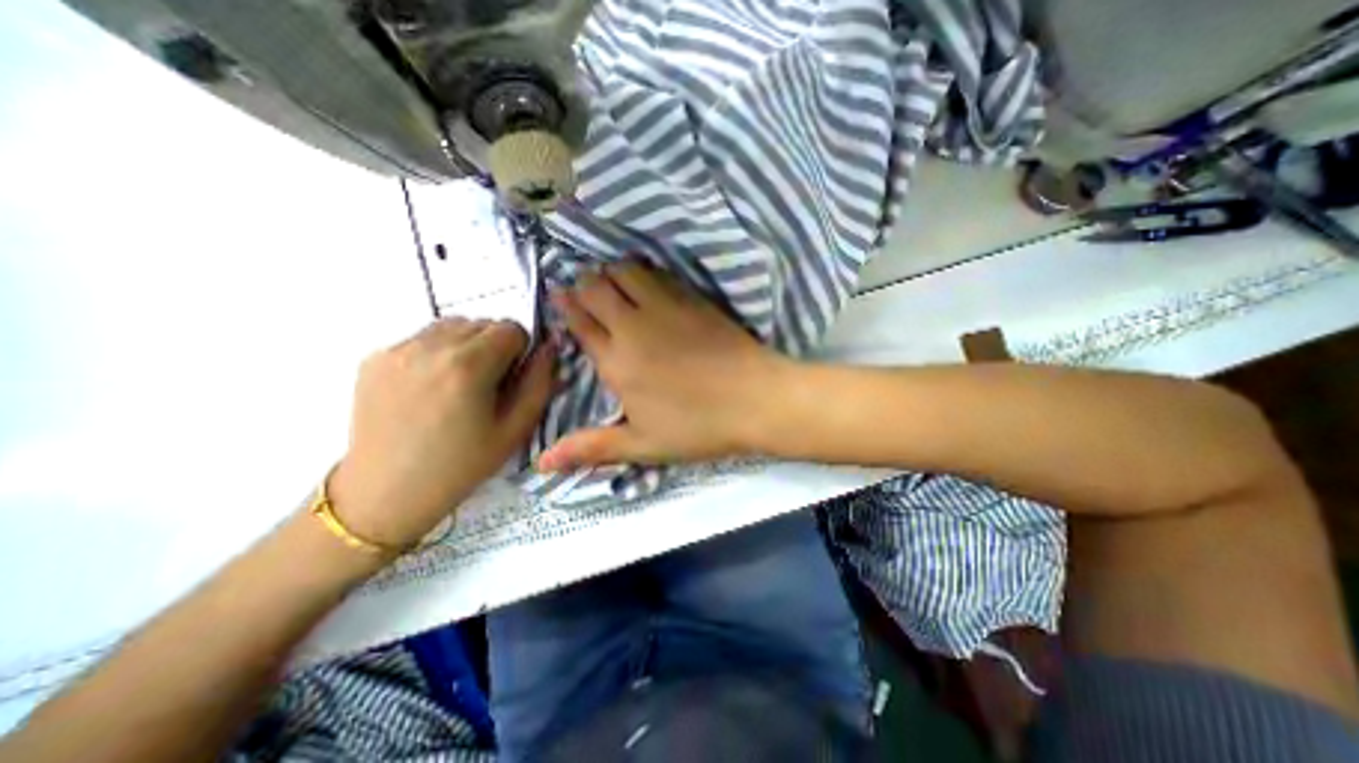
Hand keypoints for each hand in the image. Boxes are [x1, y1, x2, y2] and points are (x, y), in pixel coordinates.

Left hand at [326, 318, 555, 548]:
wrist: (387, 492)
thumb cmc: (462, 464)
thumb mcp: (516, 429)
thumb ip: (539, 382)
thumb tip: (549, 348)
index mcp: (469, 366)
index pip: (512, 328)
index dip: (521, 351)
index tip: (512, 378)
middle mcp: (431, 346)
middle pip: (482, 323)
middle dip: (495, 346)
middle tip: (488, 384)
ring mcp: (397, 349)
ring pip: (451, 325)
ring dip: (466, 344)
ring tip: (459, 382)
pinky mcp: (374, 357)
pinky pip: (421, 338)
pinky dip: (436, 352)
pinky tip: (429, 387)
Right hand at [536, 262, 790, 469]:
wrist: (755, 400)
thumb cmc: (699, 427)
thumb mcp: (644, 445)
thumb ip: (591, 448)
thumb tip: (541, 464)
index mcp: (616, 362)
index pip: (579, 322)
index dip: (565, 306)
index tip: (558, 298)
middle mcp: (634, 326)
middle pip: (595, 287)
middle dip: (583, 286)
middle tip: (587, 296)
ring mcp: (665, 307)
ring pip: (624, 270)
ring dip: (612, 273)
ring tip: (615, 287)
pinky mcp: (692, 298)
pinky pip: (658, 273)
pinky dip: (644, 272)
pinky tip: (647, 282)